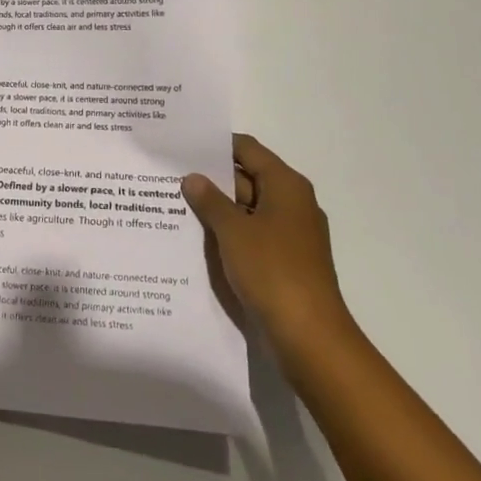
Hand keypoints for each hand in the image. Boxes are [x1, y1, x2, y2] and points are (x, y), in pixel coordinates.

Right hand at [182, 134, 354, 356]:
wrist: (309, 335)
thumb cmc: (272, 270)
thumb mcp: (233, 231)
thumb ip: (210, 200)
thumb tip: (193, 177)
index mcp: (286, 185)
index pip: (247, 149)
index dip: (216, 145)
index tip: (183, 145)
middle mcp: (292, 203)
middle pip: (248, 177)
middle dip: (212, 178)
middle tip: (170, 175)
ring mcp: (291, 233)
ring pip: (248, 209)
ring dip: (218, 208)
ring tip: (176, 204)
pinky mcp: (285, 260)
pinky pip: (252, 234)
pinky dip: (229, 232)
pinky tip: (198, 237)